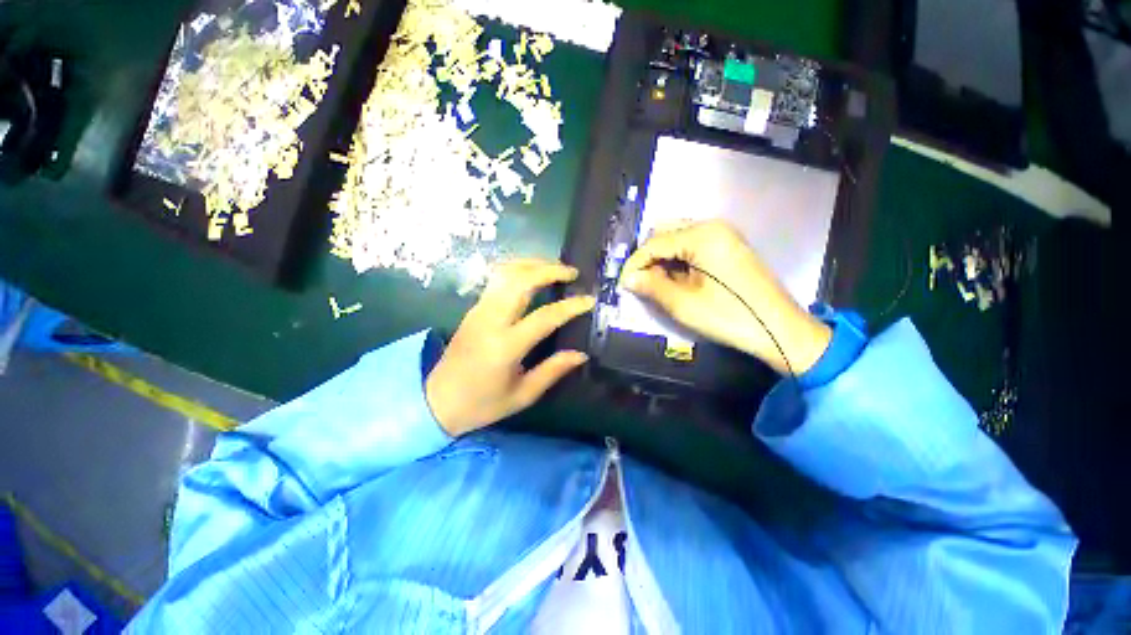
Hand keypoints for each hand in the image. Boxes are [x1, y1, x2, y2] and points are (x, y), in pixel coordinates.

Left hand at [425, 259, 595, 435]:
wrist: (436, 401)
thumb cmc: (482, 404)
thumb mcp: (522, 394)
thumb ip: (552, 371)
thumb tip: (581, 354)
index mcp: (505, 346)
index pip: (544, 317)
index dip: (570, 306)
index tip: (589, 300)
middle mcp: (491, 320)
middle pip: (520, 281)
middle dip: (549, 270)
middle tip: (572, 272)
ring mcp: (478, 311)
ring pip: (505, 273)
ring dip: (532, 264)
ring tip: (554, 268)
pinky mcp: (473, 309)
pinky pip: (497, 280)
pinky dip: (518, 271)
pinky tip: (531, 275)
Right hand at [620, 220, 830, 375]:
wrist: (779, 330)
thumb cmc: (729, 316)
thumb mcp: (683, 303)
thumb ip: (651, 286)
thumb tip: (629, 278)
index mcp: (702, 235)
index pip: (654, 242)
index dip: (635, 263)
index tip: (624, 283)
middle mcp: (713, 226)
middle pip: (666, 233)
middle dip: (649, 257)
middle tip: (641, 282)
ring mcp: (724, 236)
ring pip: (679, 239)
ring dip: (664, 259)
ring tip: (658, 284)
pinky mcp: (730, 248)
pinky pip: (694, 246)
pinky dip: (679, 260)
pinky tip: (677, 279)